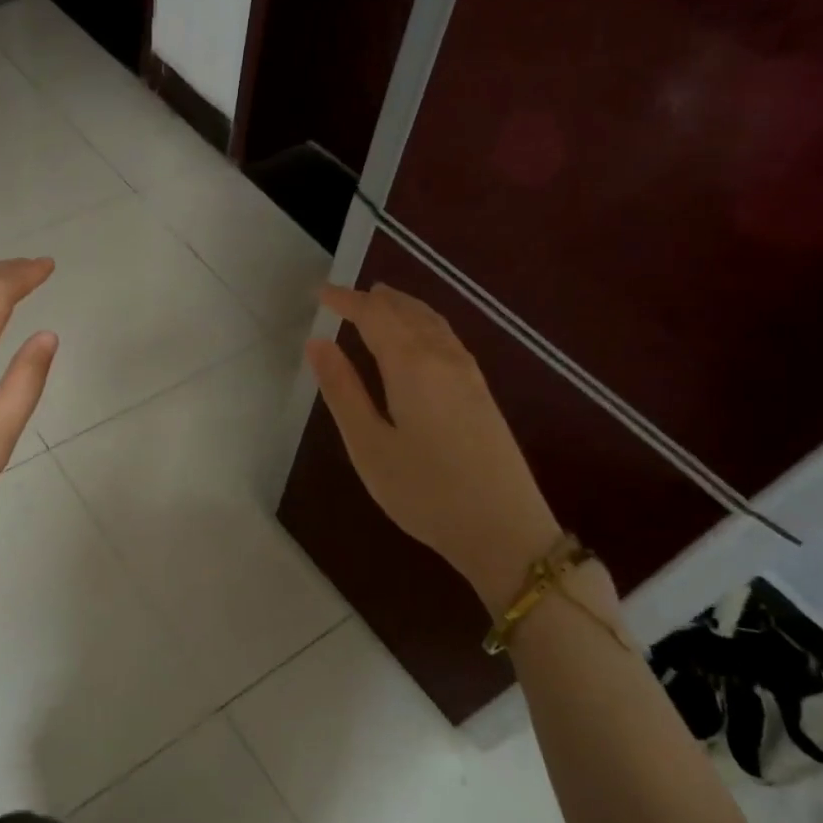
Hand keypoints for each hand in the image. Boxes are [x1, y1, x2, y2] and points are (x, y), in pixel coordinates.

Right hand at [305, 283, 561, 605]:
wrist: (505, 530)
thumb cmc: (424, 491)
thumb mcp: (369, 445)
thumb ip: (342, 390)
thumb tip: (317, 343)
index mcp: (412, 366)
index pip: (375, 316)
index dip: (347, 300)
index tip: (320, 292)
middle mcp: (444, 358)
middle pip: (408, 312)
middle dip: (375, 299)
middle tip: (346, 296)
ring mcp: (470, 374)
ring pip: (433, 322)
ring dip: (403, 307)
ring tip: (380, 302)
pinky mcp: (483, 393)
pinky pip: (447, 338)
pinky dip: (424, 323)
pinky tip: (419, 338)